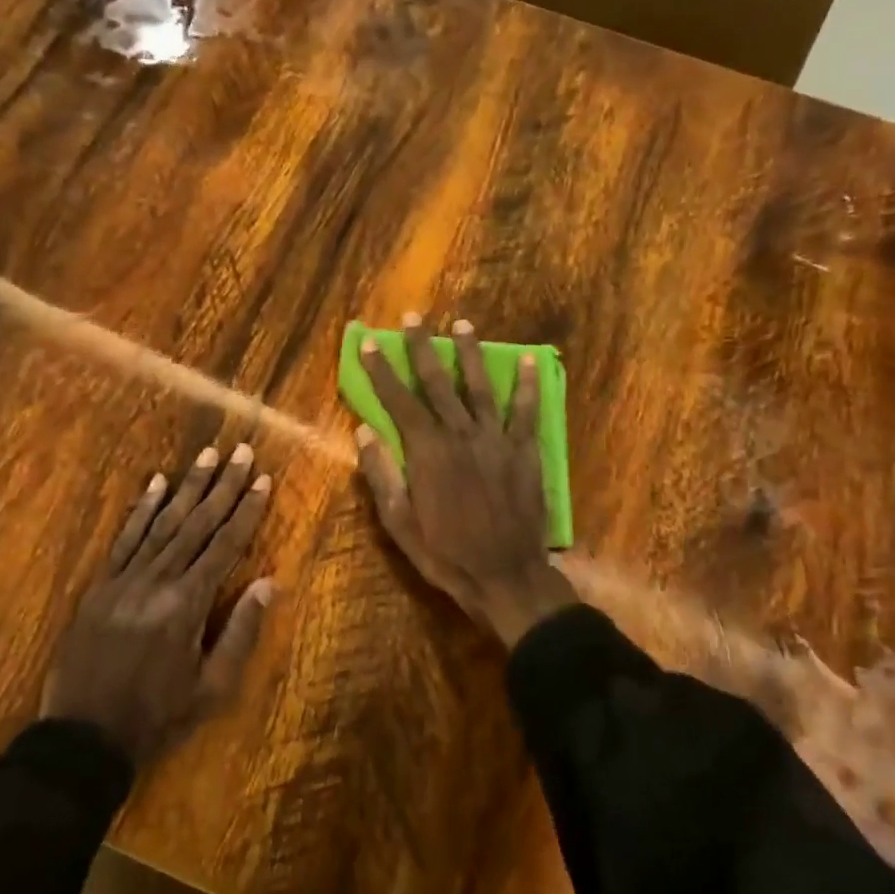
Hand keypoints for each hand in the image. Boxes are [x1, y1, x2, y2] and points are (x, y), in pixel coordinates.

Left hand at [42, 444, 273, 765]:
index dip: (246, 511)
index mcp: (187, 605)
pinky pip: (125, 538)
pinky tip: (156, 482)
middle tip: (240, 450)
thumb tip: (271, 583)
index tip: (263, 479)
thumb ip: (241, 632)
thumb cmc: (158, 717)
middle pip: (196, 524)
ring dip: (187, 486)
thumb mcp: (213, 688)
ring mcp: (124, 579)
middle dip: (222, 485)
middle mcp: (157, 581)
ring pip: (162, 522)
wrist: (83, 738)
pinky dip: (142, 509)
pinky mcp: (100, 585)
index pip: (225, 546)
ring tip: (207, 455)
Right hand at [355, 314, 577, 649]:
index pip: (399, 400)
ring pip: (480, 386)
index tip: (369, 341)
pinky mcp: (524, 451)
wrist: (505, 576)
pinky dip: (528, 384)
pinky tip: (530, 359)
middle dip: (422, 347)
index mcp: (427, 451)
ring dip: (470, 354)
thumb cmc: (445, 553)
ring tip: (463, 324)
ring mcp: (496, 440)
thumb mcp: (399, 522)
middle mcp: (460, 435)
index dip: (381, 370)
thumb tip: (364, 431)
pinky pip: (526, 410)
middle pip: (438, 382)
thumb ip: (382, 474)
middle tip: (413, 317)